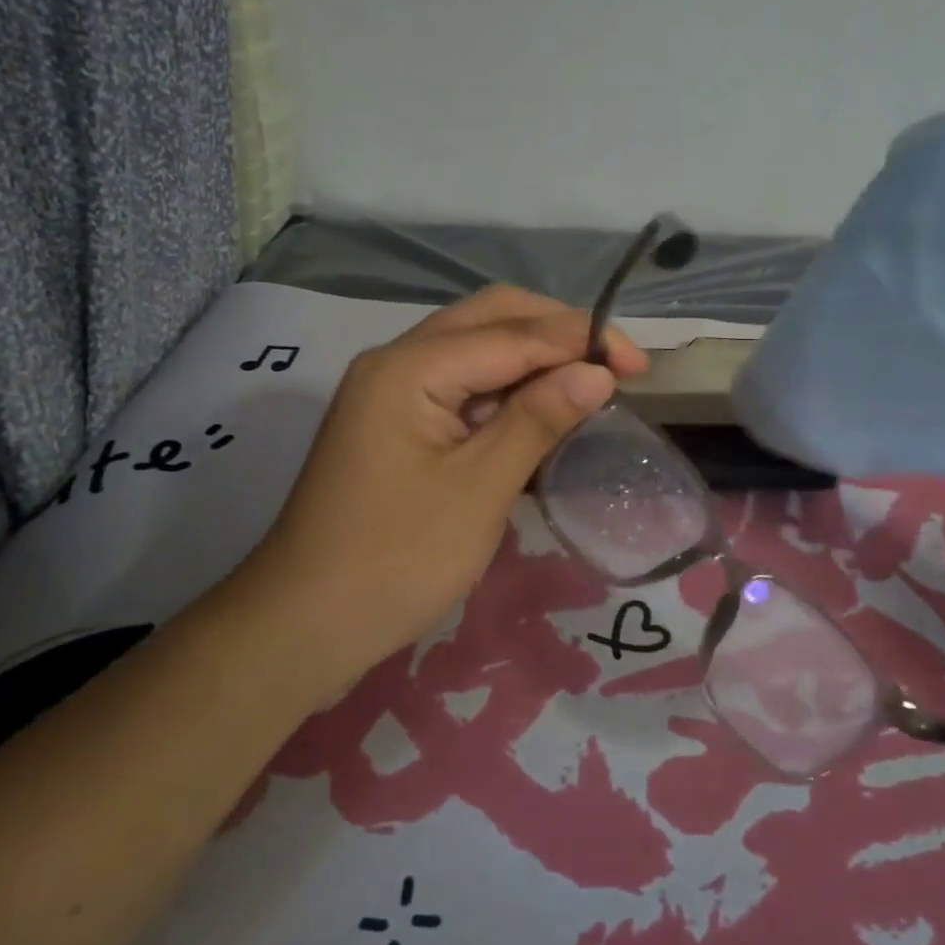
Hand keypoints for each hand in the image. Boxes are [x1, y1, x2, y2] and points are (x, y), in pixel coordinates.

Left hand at [243, 286, 647, 694]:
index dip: (581, 340)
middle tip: (615, 366)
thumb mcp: (480, 488)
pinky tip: (543, 411)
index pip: (513, 332)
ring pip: (477, 348)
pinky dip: (507, 391)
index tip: (641, 363)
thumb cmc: (396, 560)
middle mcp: (397, 361)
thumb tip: (598, 371)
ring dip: (534, 359)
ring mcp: (393, 391)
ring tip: (590, 385)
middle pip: (492, 319)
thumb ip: (539, 418)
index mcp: (410, 366)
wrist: (304, 625)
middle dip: (558, 333)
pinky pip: (462, 386)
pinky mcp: (398, 423)